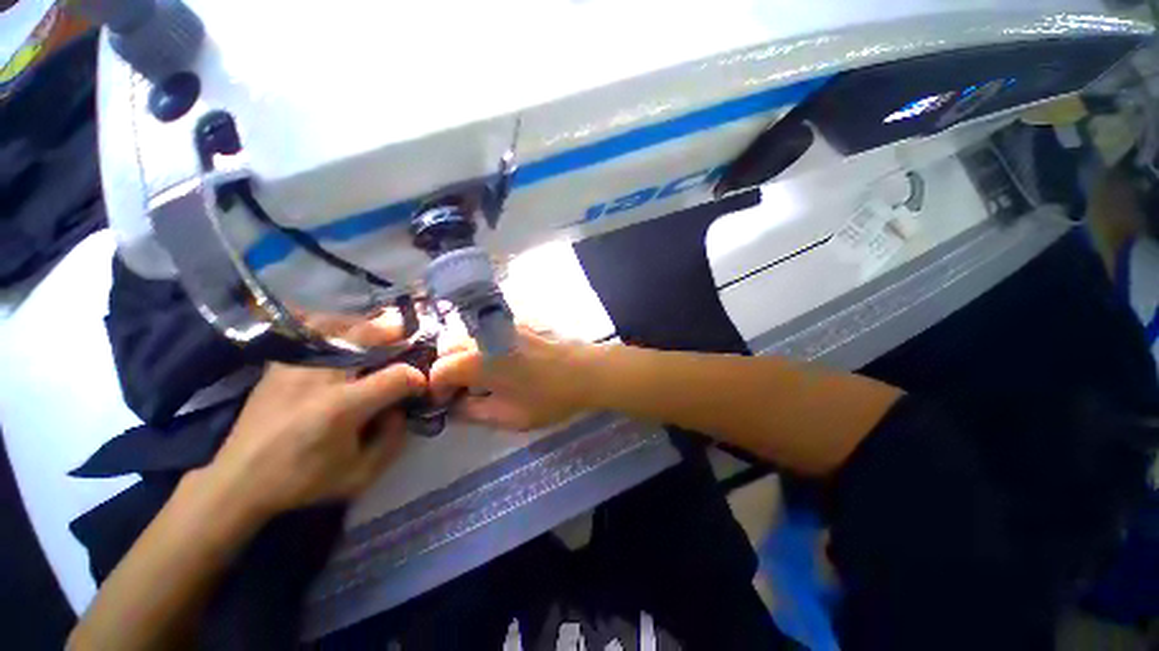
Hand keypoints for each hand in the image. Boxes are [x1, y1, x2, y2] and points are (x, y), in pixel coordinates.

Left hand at [204, 312, 426, 518]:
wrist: (237, 481)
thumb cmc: (303, 481)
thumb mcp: (360, 475)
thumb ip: (392, 439)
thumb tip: (400, 407)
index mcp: (342, 407)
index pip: (397, 377)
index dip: (417, 378)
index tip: (421, 385)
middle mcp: (320, 378)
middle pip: (367, 337)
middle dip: (396, 333)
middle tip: (409, 336)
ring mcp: (296, 366)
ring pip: (339, 326)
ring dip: (367, 326)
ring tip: (381, 331)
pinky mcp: (279, 365)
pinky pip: (312, 332)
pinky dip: (335, 327)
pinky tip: (344, 335)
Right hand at [429, 326, 602, 430]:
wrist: (586, 371)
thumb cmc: (548, 397)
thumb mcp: (508, 416)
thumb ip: (473, 413)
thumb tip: (454, 408)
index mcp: (476, 361)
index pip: (438, 370)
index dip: (438, 389)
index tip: (449, 403)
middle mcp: (484, 336)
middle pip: (449, 348)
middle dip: (449, 370)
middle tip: (466, 390)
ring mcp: (503, 326)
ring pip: (470, 337)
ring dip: (467, 357)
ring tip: (486, 377)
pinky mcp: (519, 322)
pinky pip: (491, 332)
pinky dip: (486, 346)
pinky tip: (505, 361)